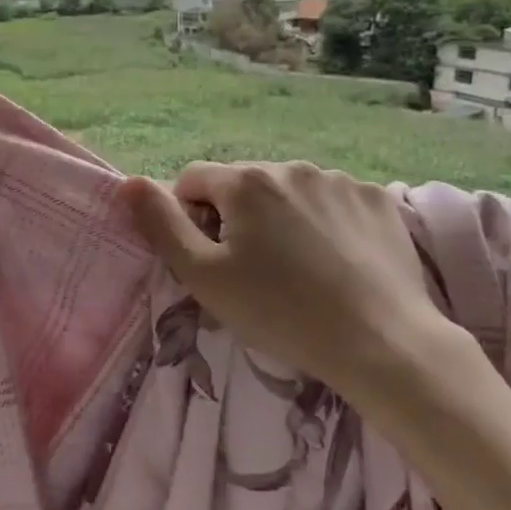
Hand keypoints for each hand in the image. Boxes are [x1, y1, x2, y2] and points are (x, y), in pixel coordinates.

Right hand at [121, 161, 471, 396]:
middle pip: (243, 185)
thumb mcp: (204, 276)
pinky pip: (334, 202)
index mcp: (244, 181)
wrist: (382, 342)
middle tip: (254, 272)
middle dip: (237, 218)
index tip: (210, 259)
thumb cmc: (280, 311)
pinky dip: (327, 223)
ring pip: (290, 193)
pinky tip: (338, 262)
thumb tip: (128, 182)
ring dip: (282, 218)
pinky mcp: (378, 200)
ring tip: (300, 270)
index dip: (190, 218)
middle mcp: (291, 166)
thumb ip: (160, 224)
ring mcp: (339, 180)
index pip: (193, 180)